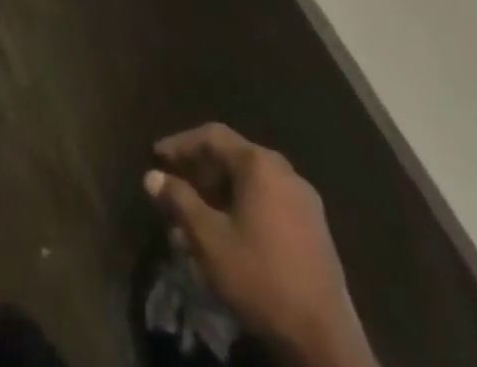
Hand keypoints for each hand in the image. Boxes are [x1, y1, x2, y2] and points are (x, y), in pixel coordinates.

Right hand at [146, 124, 376, 366]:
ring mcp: (305, 200)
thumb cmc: (260, 277)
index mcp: (259, 164)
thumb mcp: (209, 239)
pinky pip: (269, 203)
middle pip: (233, 157)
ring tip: (197, 219)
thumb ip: (178, 201)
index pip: (212, 136)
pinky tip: (229, 236)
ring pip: (251, 183)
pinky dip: (243, 209)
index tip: (156, 158)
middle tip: (175, 189)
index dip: (180, 144)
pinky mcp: (315, 229)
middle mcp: (284, 171)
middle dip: (200, 172)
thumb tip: (152, 176)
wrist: (325, 340)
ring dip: (220, 195)